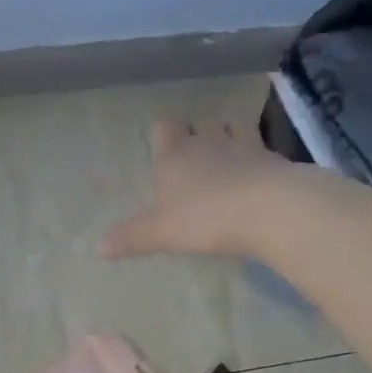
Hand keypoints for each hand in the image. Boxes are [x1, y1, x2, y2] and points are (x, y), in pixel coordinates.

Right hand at [101, 118, 298, 258]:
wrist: (266, 209)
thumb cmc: (204, 218)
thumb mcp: (162, 233)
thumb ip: (133, 237)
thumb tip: (99, 247)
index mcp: (174, 154)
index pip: (165, 128)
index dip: (165, 136)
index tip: (166, 149)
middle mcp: (207, 141)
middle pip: (200, 125)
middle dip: (199, 136)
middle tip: (198, 159)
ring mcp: (243, 145)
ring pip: (233, 128)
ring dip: (230, 139)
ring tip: (230, 159)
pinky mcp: (272, 158)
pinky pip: (262, 150)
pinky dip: (258, 158)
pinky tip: (259, 173)